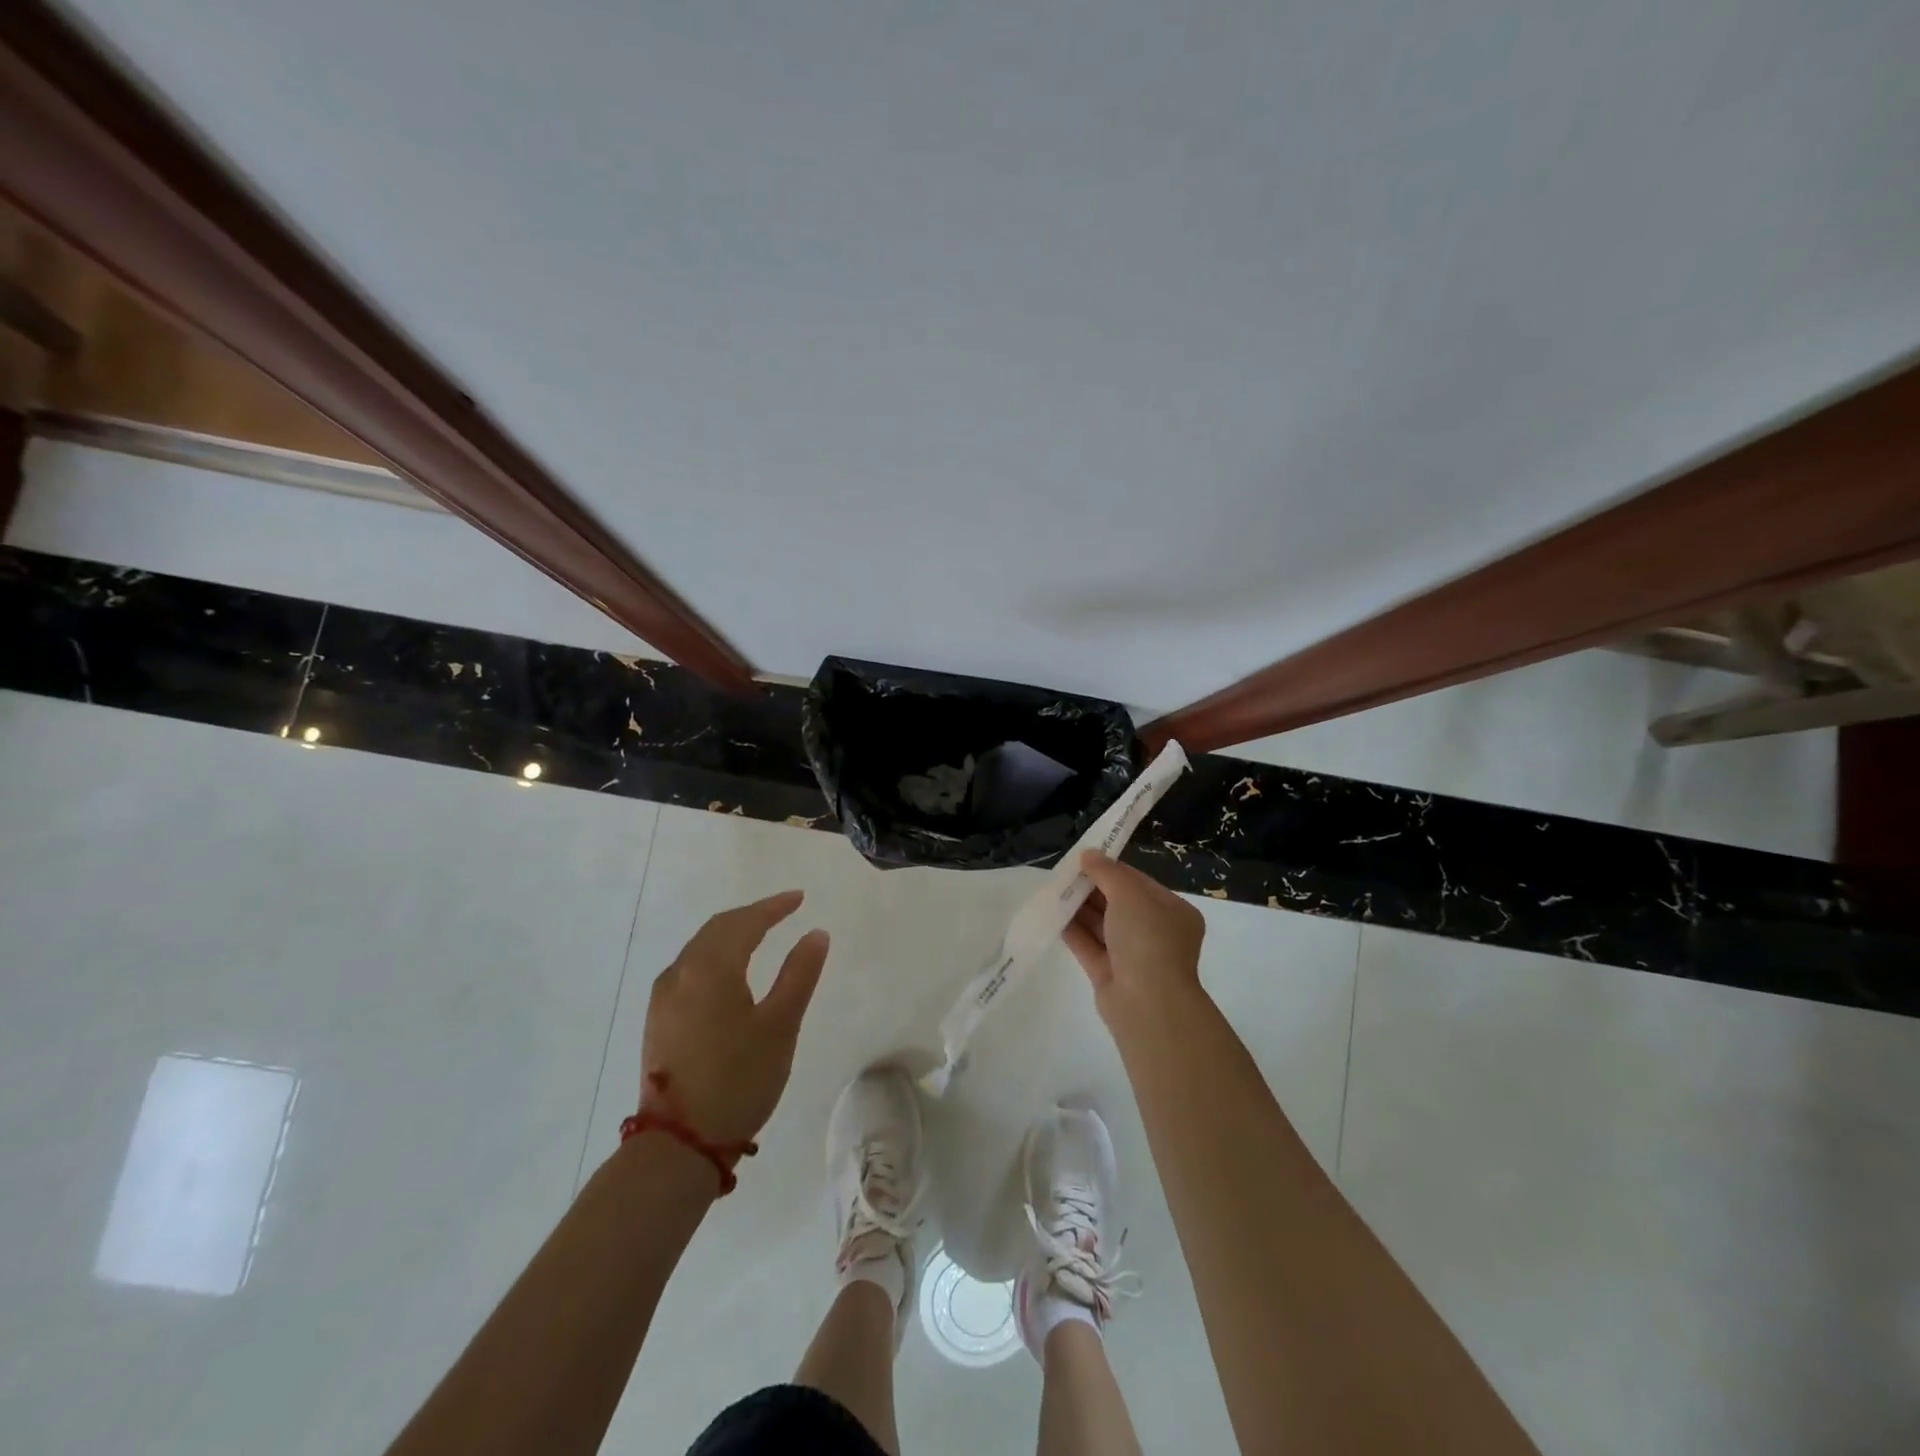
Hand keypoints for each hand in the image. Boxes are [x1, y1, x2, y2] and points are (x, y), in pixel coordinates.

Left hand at [640, 890, 828, 1146]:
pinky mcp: (657, 1020)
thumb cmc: (739, 1080)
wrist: (678, 1145)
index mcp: (710, 968)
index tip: (799, 898)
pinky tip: (728, 970)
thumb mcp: (780, 1025)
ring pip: (699, 948)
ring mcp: (663, 998)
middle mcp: (680, 973)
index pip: (744, 922)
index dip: (773, 907)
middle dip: (751, 916)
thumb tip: (816, 934)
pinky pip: (689, 968)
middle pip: (717, 929)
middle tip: (782, 911)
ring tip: (759, 934)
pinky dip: (714, 956)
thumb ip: (799, 974)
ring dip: (730, 934)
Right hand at [1062, 851, 1206, 1023]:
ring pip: (1102, 925)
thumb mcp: (1130, 895)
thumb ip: (1107, 872)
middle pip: (1119, 903)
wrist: (1147, 1005)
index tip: (1083, 858)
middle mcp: (1156, 933)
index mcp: (1173, 911)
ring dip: (1079, 908)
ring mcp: (1133, 956)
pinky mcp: (1110, 975)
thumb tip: (1089, 854)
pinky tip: (1052, 915)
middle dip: (1091, 888)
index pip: (1139, 883)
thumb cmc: (1147, 940)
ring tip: (1052, 890)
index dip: (1110, 869)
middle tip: (1063, 874)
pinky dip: (1073, 931)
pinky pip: (1090, 946)